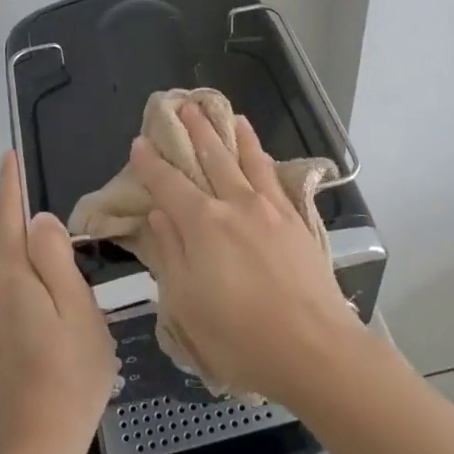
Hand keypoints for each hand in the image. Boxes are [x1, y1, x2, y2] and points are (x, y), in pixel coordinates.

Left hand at [0, 152, 116, 453]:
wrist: (41, 441)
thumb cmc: (73, 369)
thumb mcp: (78, 306)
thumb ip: (55, 258)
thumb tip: (39, 220)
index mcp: (15, 278)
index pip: (8, 219)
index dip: (8, 187)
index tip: (8, 158)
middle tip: (33, 235)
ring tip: (25, 269)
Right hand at [131, 105, 367, 406]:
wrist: (314, 348)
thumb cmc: (240, 337)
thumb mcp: (187, 304)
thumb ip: (170, 253)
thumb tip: (157, 213)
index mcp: (201, 225)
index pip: (169, 185)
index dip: (151, 164)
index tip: (139, 143)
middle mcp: (234, 205)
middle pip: (210, 158)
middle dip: (193, 131)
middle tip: (182, 105)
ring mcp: (269, 208)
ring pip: (245, 159)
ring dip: (229, 133)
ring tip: (222, 111)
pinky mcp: (295, 219)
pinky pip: (273, 175)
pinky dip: (261, 155)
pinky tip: (259, 149)